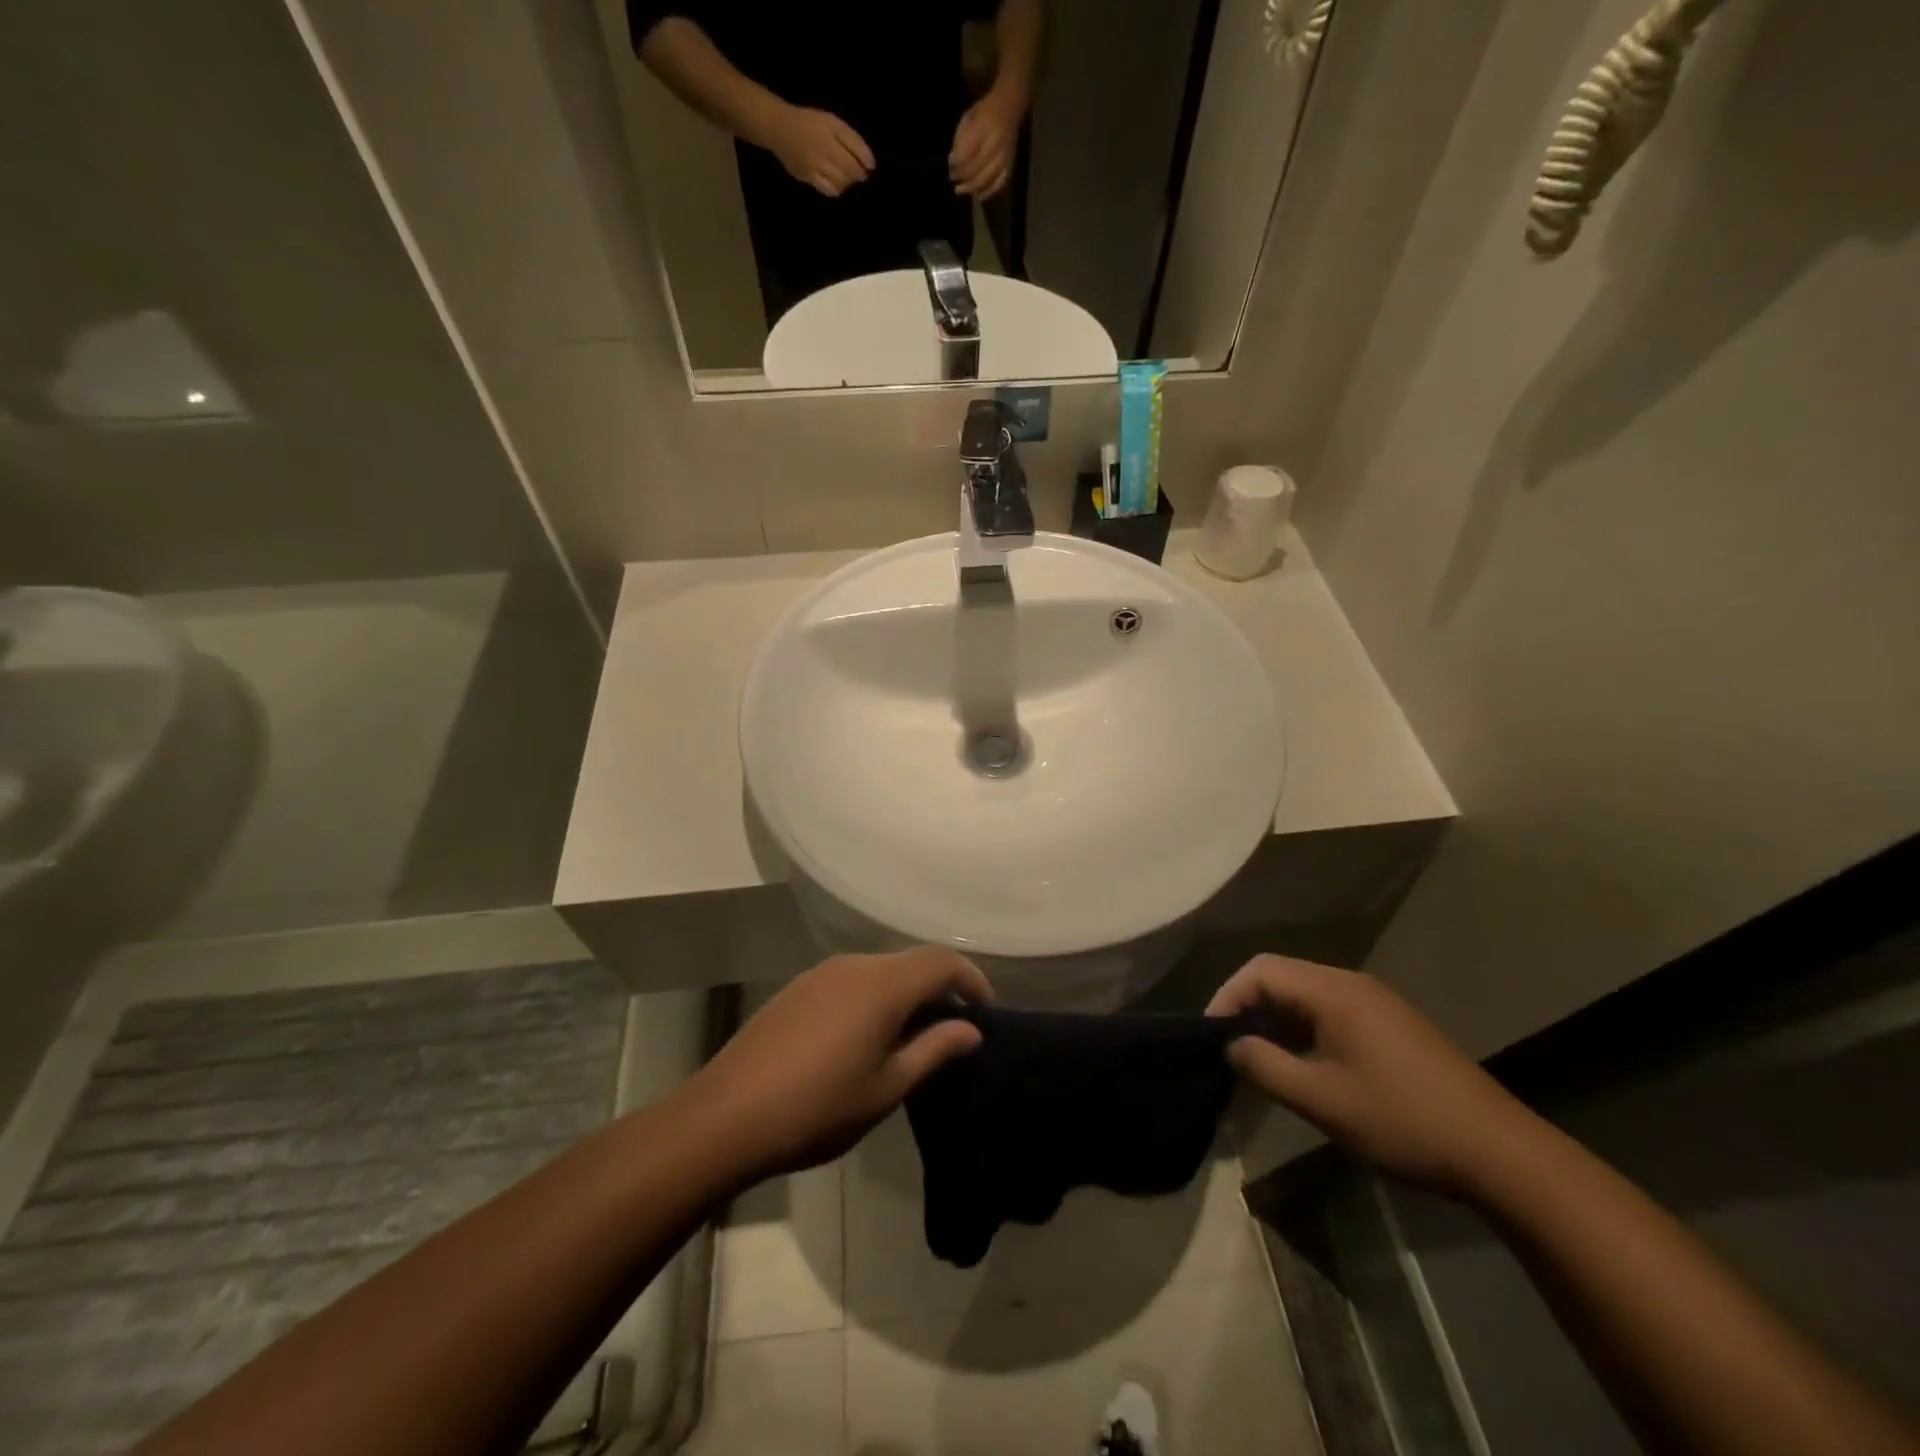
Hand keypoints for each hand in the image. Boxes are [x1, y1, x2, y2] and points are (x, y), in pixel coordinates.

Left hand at [690, 947, 991, 1179]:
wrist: (725, 1116)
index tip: (985, 1013)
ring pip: (881, 970)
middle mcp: (854, 964)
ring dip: (906, 994)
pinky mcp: (799, 988)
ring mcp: (822, 973)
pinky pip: (853, 980)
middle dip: (940, 988)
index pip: (942, 961)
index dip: (972, 980)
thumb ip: (933, 1050)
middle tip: (953, 1030)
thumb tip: (971, 1029)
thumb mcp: (886, 1088)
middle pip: (912, 962)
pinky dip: (876, 997)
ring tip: (913, 1038)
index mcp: (882, 985)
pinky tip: (867, 1037)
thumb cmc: (817, 1108)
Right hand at [764, 105, 874, 196]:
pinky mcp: (808, 179)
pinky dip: (836, 189)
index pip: (857, 162)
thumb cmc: (809, 122)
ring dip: (847, 182)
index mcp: (832, 139)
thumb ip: (853, 141)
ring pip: (841, 185)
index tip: (868, 167)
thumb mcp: (833, 123)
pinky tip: (835, 182)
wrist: (779, 127)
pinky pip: (828, 191)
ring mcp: (816, 170)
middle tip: (856, 170)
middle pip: (850, 175)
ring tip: (843, 173)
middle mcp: (824, 156)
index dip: (865, 167)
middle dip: (857, 175)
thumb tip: (871, 165)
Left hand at [949, 88, 1024, 197]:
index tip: (950, 167)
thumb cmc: (985, 110)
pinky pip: (1000, 183)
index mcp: (984, 128)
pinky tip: (979, 195)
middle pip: (976, 168)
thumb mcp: (969, 117)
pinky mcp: (1010, 163)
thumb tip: (953, 162)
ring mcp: (1004, 155)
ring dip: (972, 187)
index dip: (956, 164)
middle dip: (963, 177)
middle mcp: (995, 143)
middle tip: (954, 181)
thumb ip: (960, 139)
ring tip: (962, 190)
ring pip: (987, 178)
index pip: (967, 153)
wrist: (1010, 105)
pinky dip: (988, 191)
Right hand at [1208, 955, 1535, 1197]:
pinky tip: (1303, 1066)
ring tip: (1259, 1060)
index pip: (1260, 970)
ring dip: (1276, 1020)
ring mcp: (1376, 1003)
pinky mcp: (1391, 1026)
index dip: (1227, 997)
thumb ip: (1266, 1067)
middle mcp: (1353, 984)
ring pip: (1306, 995)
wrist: (1501, 1155)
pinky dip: (1304, 1029)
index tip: (1211, 1037)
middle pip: (1282, 976)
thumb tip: (1231, 1046)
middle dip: (1248, 1007)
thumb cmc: (1402, 1122)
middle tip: (1229, 1049)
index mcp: (1334, 991)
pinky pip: (1330, 1012)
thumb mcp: (1322, 1100)